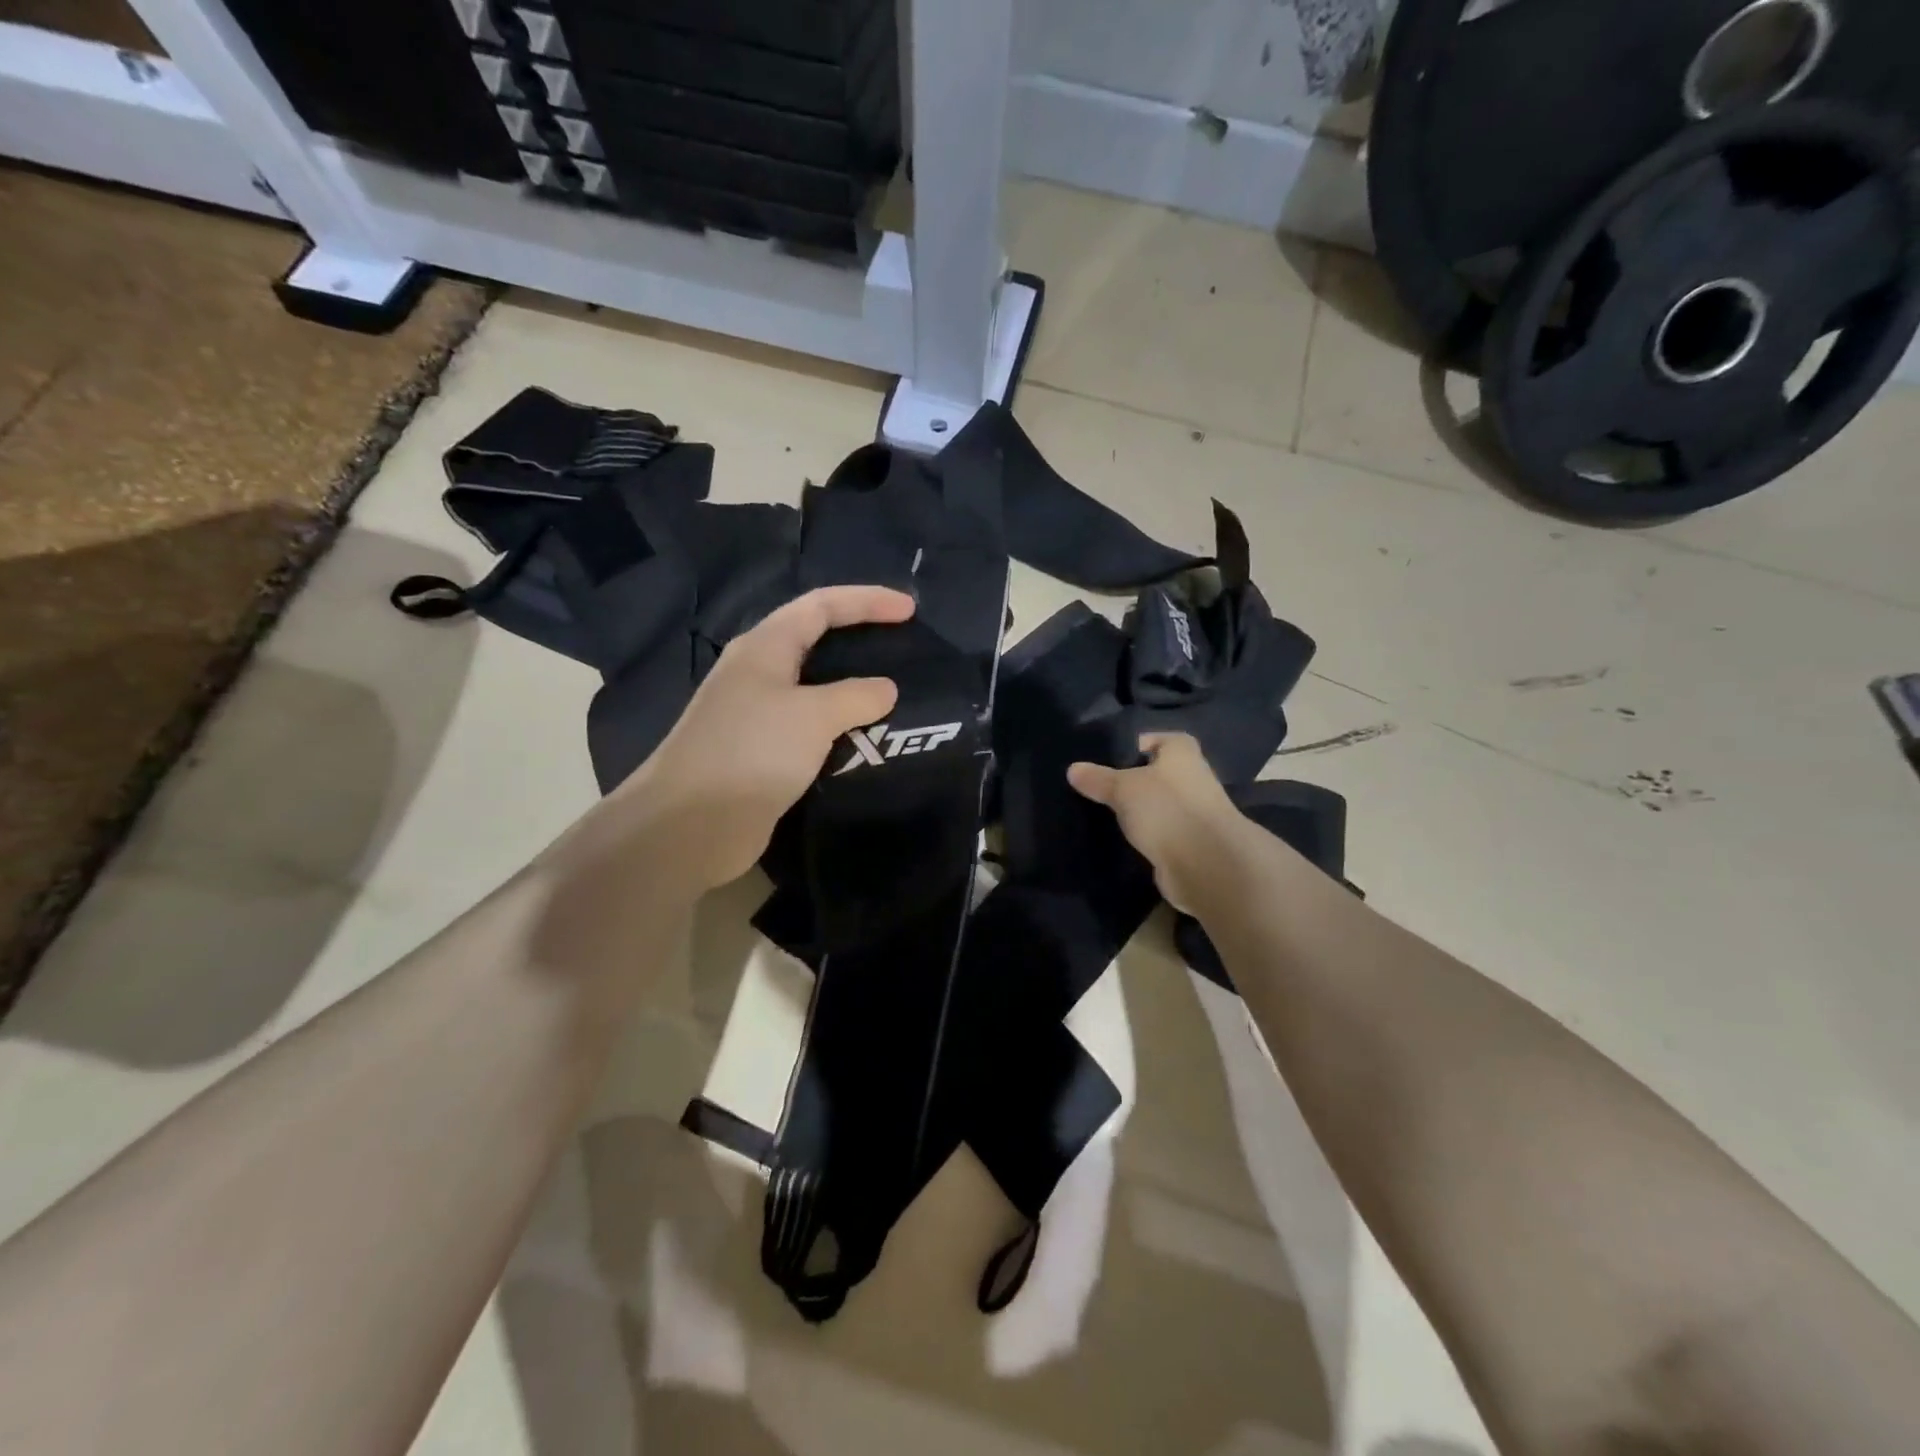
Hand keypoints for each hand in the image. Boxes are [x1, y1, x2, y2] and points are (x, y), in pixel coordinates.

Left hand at [613, 585, 914, 892]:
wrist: (691, 824)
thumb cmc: (752, 752)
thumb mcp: (813, 716)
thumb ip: (856, 696)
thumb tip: (885, 689)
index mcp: (764, 647)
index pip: (821, 606)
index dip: (866, 601)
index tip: (910, 609)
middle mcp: (757, 672)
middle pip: (814, 640)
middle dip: (859, 639)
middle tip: (901, 649)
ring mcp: (755, 714)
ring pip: (813, 688)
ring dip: (851, 689)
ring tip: (892, 696)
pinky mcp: (760, 751)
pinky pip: (809, 727)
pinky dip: (838, 726)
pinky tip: (864, 739)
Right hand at [1068, 734, 1245, 913]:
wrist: (1206, 864)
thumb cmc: (1166, 809)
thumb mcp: (1123, 787)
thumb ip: (1098, 778)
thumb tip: (1073, 769)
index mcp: (1182, 752)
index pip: (1155, 739)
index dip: (1132, 746)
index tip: (1103, 759)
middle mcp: (1192, 777)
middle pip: (1156, 773)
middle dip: (1131, 780)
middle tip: (1095, 787)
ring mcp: (1193, 812)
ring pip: (1158, 804)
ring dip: (1138, 810)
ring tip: (1102, 814)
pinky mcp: (1189, 842)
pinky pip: (1160, 831)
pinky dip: (1145, 834)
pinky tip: (1121, 839)